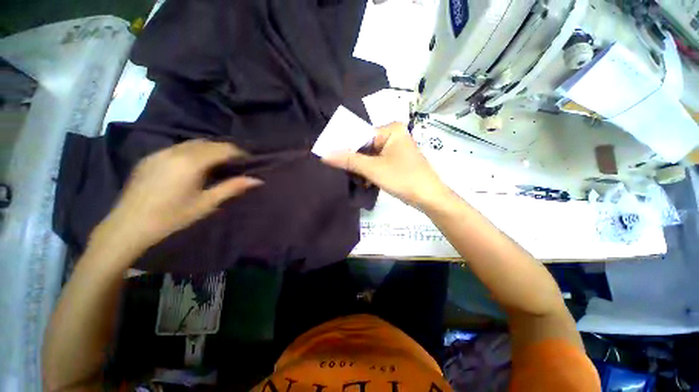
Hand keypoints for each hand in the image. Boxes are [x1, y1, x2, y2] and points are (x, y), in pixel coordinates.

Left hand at [91, 140, 262, 256]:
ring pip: (189, 143)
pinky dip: (184, 154)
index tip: (246, 161)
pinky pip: (174, 149)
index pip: (223, 148)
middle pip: (207, 142)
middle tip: (228, 164)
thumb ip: (229, 189)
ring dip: (202, 150)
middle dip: (220, 150)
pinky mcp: (151, 155)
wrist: (131, 222)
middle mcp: (178, 148)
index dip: (237, 153)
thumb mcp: (201, 206)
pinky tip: (182, 170)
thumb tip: (256, 180)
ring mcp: (163, 150)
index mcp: (193, 160)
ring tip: (207, 166)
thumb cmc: (169, 218)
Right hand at [323, 122, 449, 208]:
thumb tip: (324, 154)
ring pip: (371, 155)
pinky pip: (378, 161)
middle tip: (334, 168)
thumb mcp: (373, 169)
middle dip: (352, 158)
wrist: (430, 198)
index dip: (344, 145)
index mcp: (391, 129)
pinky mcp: (399, 161)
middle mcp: (394, 134)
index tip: (326, 154)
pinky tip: (363, 182)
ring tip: (349, 177)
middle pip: (365, 144)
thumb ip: (348, 160)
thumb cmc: (404, 178)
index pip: (360, 133)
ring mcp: (397, 148)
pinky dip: (370, 171)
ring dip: (361, 167)